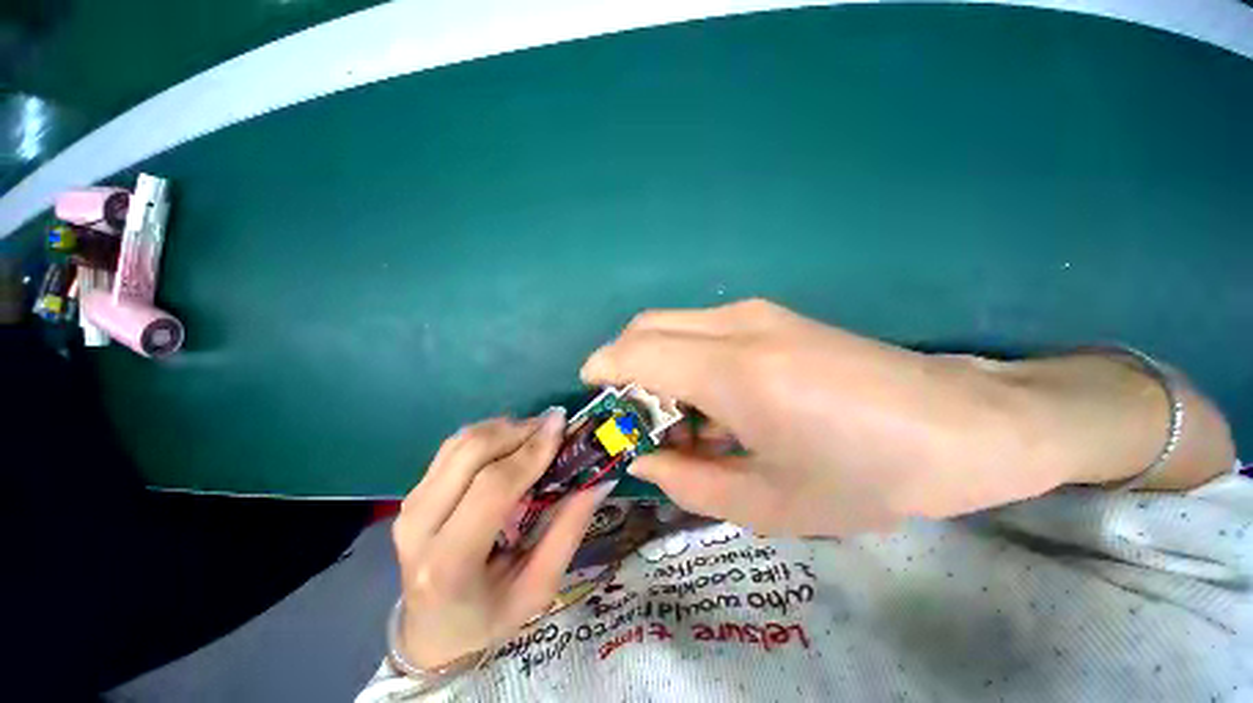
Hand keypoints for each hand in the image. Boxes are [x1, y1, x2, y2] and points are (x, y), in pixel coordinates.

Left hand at [392, 410, 609, 668]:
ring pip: (461, 442)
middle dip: (519, 430)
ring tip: (536, 434)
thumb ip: (569, 530)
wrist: (432, 631)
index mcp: (449, 562)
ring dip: (505, 428)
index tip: (562, 424)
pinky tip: (511, 442)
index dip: (531, 451)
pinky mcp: (413, 493)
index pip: (493, 487)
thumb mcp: (539, 587)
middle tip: (553, 426)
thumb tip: (600, 481)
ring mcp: (410, 505)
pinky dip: (488, 434)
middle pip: (472, 453)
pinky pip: (453, 446)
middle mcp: (420, 526)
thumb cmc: (489, 616)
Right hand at [581, 299, 1063, 535]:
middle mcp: (738, 326)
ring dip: (655, 364)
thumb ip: (689, 482)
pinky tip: (712, 401)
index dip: (602, 370)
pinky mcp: (773, 316)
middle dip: (622, 365)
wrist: (963, 426)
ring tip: (676, 419)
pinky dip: (684, 358)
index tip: (593, 400)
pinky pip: (702, 329)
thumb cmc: (869, 476)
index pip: (636, 351)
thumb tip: (645, 460)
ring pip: (672, 324)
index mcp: (735, 372)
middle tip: (631, 416)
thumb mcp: (770, 503)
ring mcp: (758, 313)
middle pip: (646, 326)